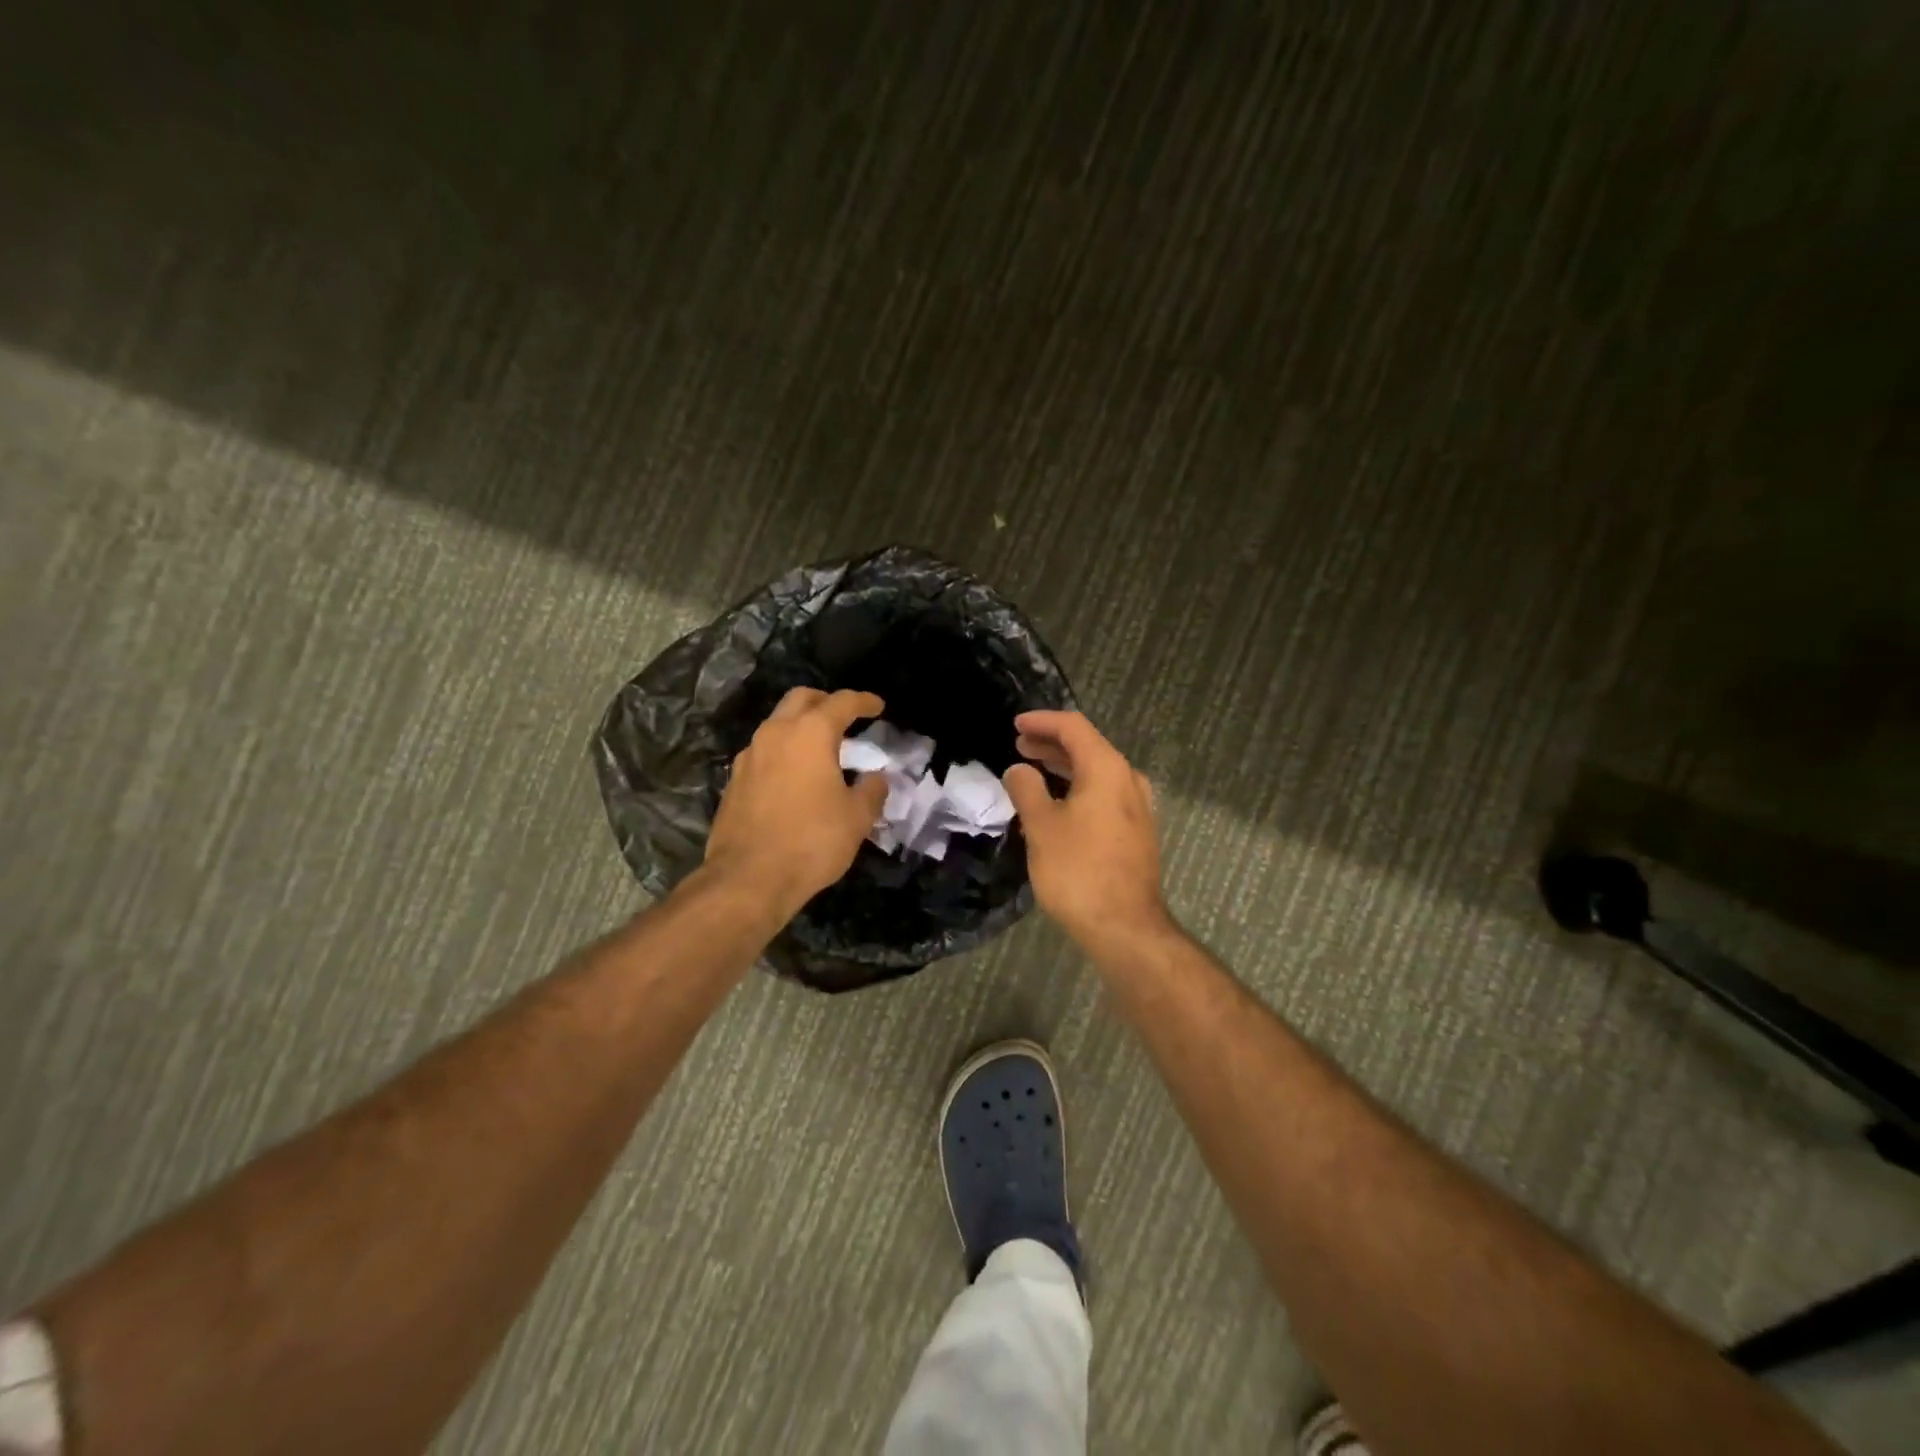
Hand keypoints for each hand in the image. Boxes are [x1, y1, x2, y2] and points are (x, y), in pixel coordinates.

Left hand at [704, 688, 888, 914]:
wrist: (748, 879)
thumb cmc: (811, 841)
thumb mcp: (857, 818)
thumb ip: (871, 790)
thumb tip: (875, 778)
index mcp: (810, 734)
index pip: (842, 703)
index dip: (864, 701)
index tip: (878, 706)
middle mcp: (775, 734)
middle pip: (801, 699)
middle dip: (825, 701)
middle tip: (845, 717)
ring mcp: (749, 756)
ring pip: (777, 724)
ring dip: (800, 727)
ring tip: (821, 749)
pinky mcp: (734, 781)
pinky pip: (763, 752)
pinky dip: (783, 752)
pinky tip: (795, 777)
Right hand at [1002, 710, 1170, 951]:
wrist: (1124, 927)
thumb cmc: (1078, 870)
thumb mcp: (1041, 826)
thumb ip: (1026, 789)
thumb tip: (1018, 770)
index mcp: (1107, 769)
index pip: (1073, 727)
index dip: (1042, 721)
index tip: (1015, 725)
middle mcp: (1128, 780)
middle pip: (1088, 747)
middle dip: (1052, 744)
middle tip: (1020, 746)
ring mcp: (1138, 807)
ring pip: (1097, 772)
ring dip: (1065, 767)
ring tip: (1033, 770)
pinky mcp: (1137, 831)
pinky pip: (1104, 795)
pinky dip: (1079, 788)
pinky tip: (1058, 804)